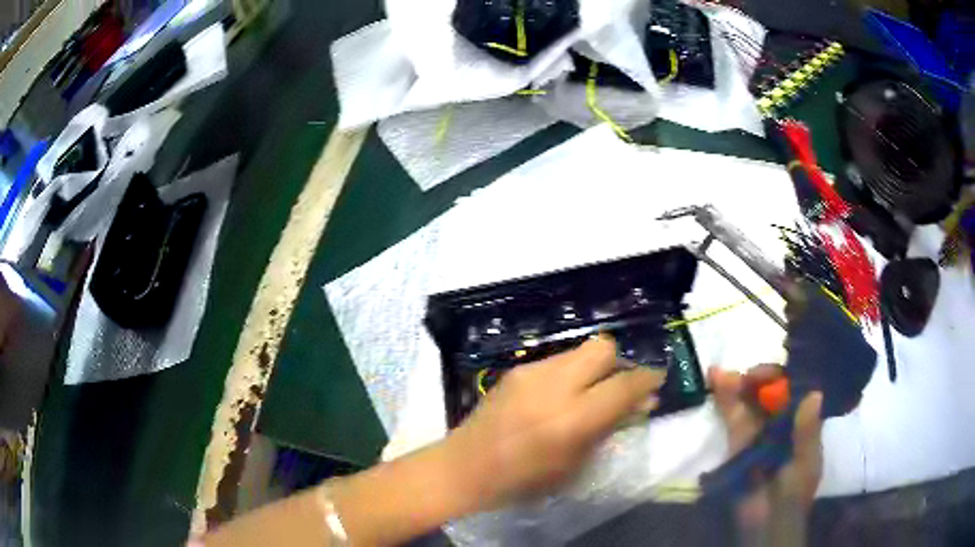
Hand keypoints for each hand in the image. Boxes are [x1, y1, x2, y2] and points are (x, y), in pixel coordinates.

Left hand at [447, 335, 665, 510]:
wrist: (464, 467)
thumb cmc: (523, 481)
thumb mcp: (575, 464)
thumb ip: (610, 428)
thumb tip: (641, 403)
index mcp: (573, 418)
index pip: (624, 384)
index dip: (648, 378)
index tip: (657, 380)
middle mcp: (555, 385)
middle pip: (604, 348)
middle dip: (619, 364)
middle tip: (618, 388)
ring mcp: (532, 372)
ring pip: (581, 350)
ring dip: (593, 368)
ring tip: (588, 393)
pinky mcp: (516, 369)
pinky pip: (558, 360)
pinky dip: (570, 372)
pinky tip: (559, 396)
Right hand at [709, 366, 822, 526]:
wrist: (765, 523)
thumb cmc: (794, 494)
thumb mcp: (806, 464)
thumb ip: (808, 432)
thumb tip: (815, 393)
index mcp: (802, 423)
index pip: (795, 391)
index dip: (786, 378)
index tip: (777, 374)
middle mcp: (781, 423)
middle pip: (770, 392)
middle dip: (759, 379)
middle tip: (747, 375)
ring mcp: (759, 433)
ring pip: (750, 401)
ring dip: (737, 384)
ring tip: (722, 372)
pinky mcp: (737, 444)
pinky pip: (733, 418)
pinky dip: (725, 400)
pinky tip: (717, 380)